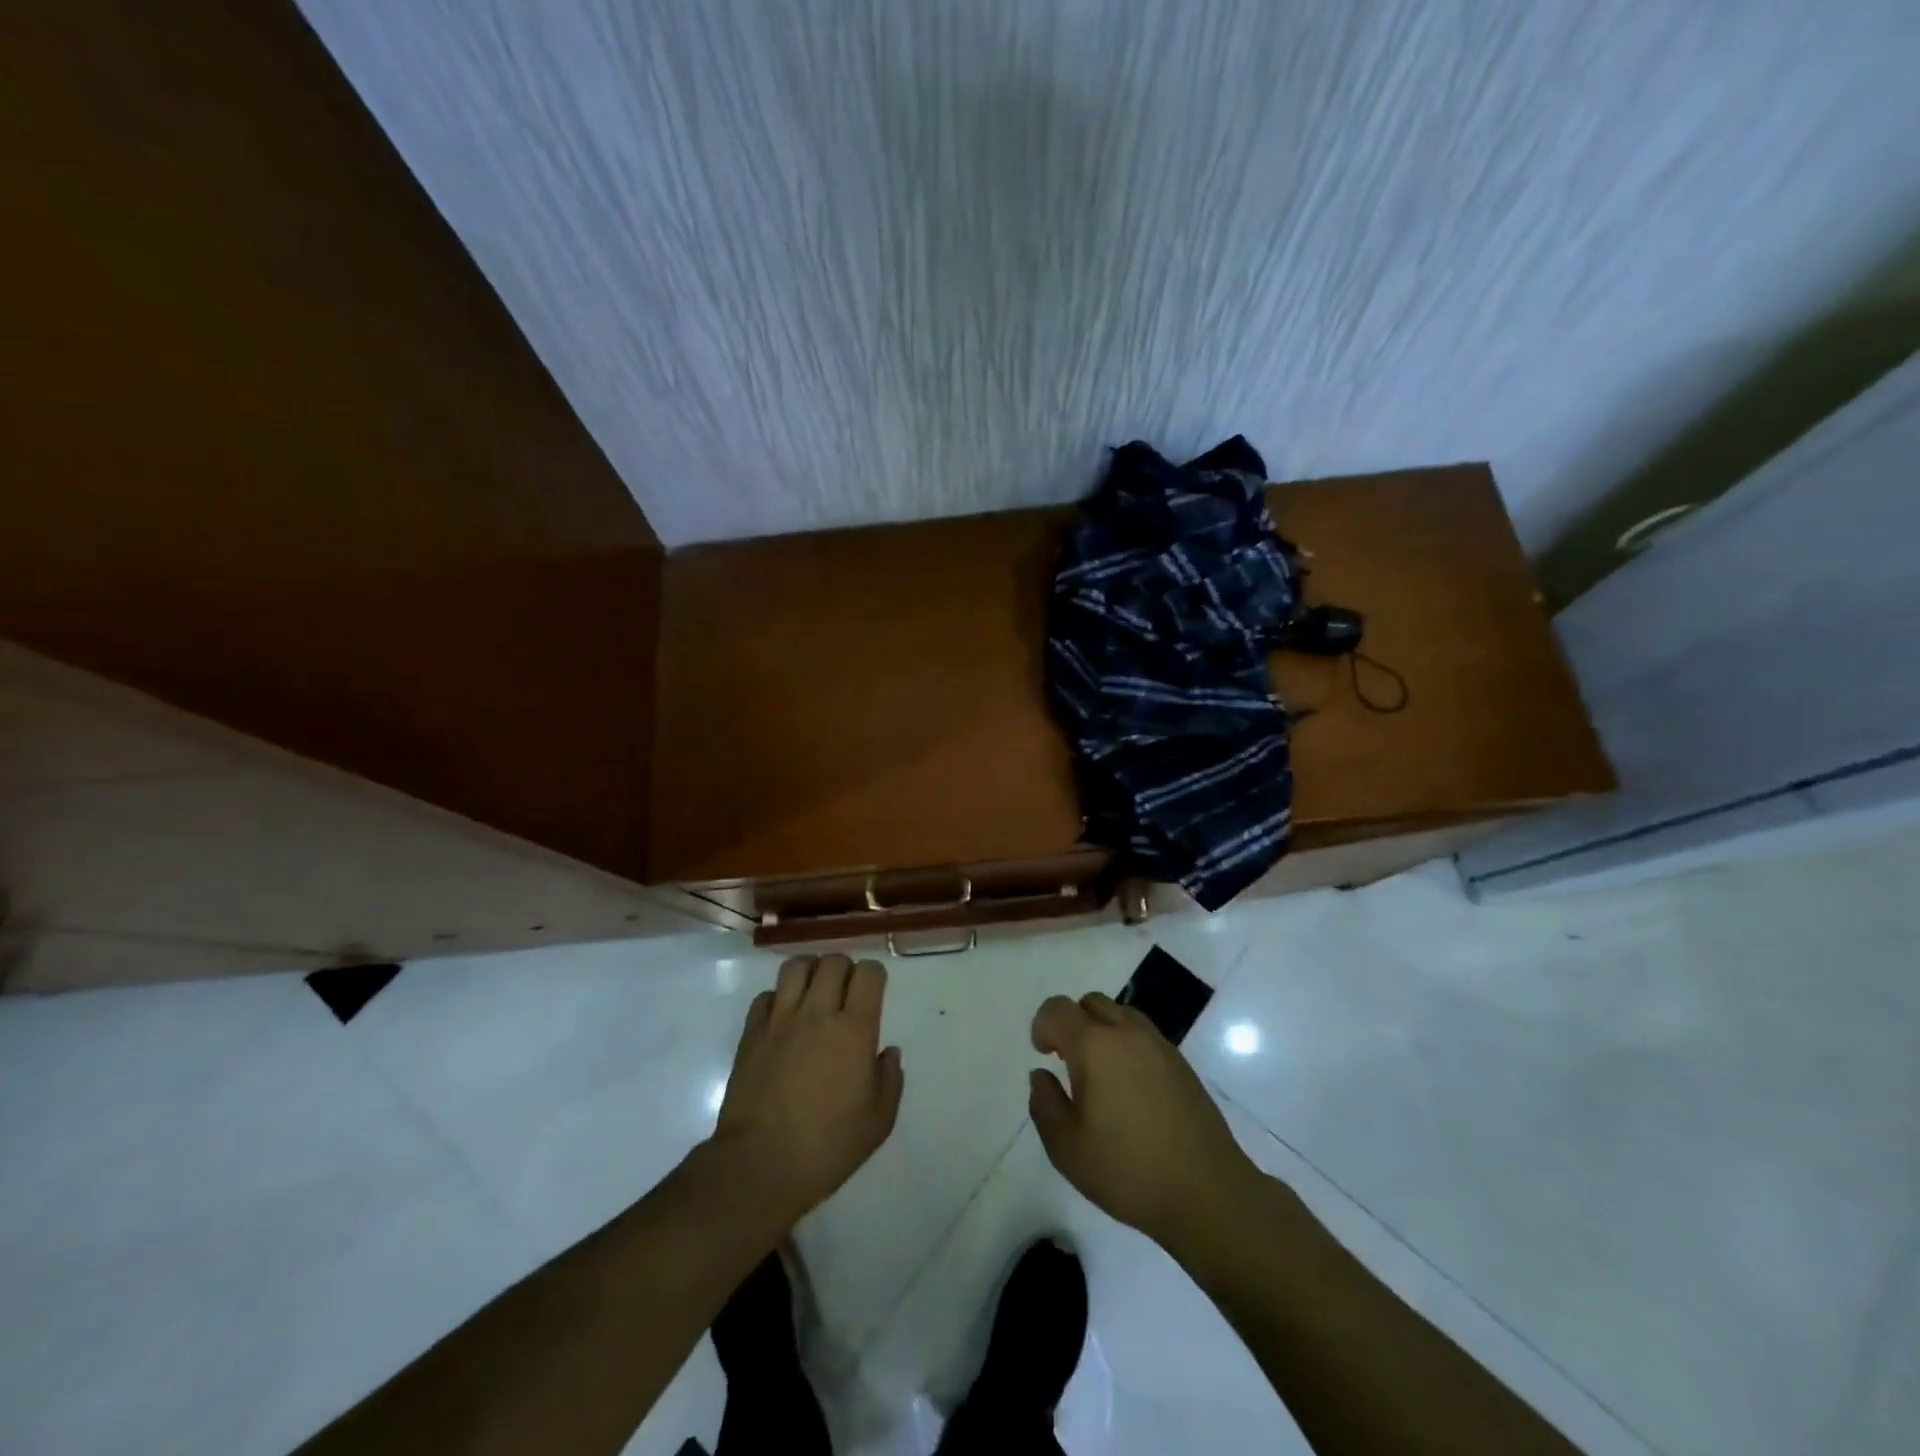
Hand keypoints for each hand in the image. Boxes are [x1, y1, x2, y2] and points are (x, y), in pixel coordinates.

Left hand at [712, 954, 903, 1229]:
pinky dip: (777, 999)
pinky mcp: (751, 1033)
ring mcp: (780, 1020)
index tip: (874, 992)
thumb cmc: (828, 1146)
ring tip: (814, 993)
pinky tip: (783, 1019)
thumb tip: (888, 1052)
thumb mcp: (879, 1122)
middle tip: (845, 993)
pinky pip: (765, 996)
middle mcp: (817, 1013)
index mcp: (854, 1029)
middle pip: (833, 961)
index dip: (874, 975)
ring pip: (796, 967)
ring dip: (810, 972)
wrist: (760, 1166)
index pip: (868, 973)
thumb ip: (890, 1079)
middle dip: (844, 969)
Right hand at [1029, 992, 1261, 1253]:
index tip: (1044, 1056)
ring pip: (1121, 1014)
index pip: (1058, 1009)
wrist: (1207, 1192)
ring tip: (1101, 1075)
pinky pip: (1144, 1036)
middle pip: (1091, 1003)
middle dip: (1073, 1023)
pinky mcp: (1182, 1064)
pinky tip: (1131, 1089)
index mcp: (1095, 1045)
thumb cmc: (1128, 1170)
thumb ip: (1045, 1104)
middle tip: (1069, 1062)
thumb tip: (1042, 1076)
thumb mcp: (1067, 1148)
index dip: (1042, 1026)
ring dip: (1102, 1031)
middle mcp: (1127, 1033)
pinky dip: (1128, 1046)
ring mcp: (1159, 1045)